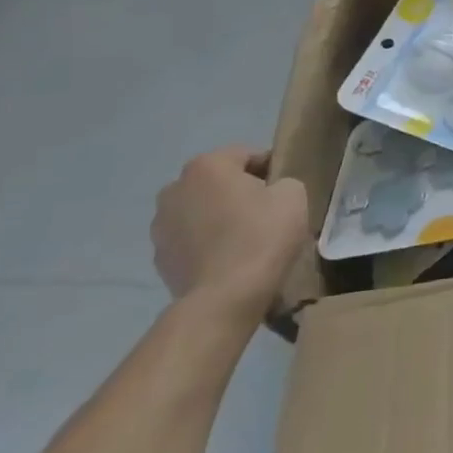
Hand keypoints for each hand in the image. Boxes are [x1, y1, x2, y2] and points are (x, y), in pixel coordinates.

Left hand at [152, 147, 309, 324]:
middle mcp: (175, 188)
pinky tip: (229, 260)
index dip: (270, 169)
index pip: (246, 155)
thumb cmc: (261, 235)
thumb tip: (271, 192)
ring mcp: (161, 226)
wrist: (224, 297)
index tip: (284, 190)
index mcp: (207, 166)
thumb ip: (283, 182)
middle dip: (239, 192)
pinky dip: (207, 244)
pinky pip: (190, 240)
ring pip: (200, 211)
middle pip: (217, 182)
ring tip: (245, 239)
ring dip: (219, 218)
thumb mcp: (293, 195)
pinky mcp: (159, 258)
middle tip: (266, 213)